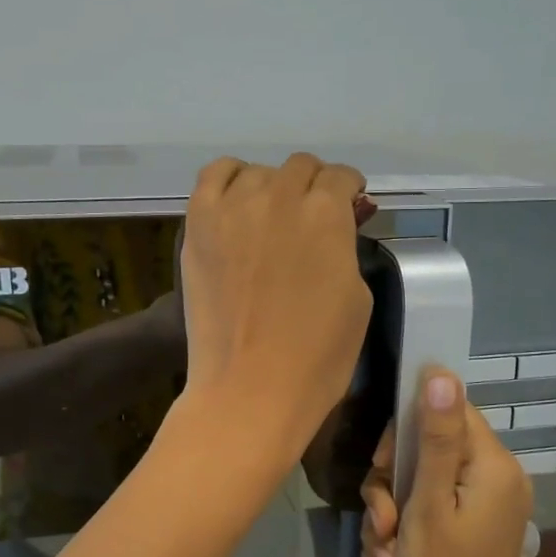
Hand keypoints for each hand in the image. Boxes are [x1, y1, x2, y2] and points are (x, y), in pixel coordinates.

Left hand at [177, 154, 372, 464]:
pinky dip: (230, 180)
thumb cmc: (317, 355)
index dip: (349, 193)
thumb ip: (345, 248)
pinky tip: (237, 203)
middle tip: (314, 220)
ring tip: (273, 219)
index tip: (349, 208)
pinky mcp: (198, 224)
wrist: (250, 388)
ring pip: (258, 172)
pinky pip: (213, 177)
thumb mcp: (357, 297)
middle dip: (315, 188)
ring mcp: (232, 208)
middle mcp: (279, 196)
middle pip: (301, 168)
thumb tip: (337, 226)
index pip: (340, 178)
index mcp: (326, 214)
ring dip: (273, 188)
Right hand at [363, 369, 531, 556]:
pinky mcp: (467, 530)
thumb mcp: (428, 505)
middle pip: (427, 448)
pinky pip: (424, 511)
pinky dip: (402, 534)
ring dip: (390, 516)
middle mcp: (494, 480)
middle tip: (382, 521)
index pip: (448, 410)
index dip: (407, 430)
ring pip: (417, 482)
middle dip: (392, 484)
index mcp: (494, 467)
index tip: (383, 463)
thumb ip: (436, 438)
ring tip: (385, 555)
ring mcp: (481, 508)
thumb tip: (441, 373)